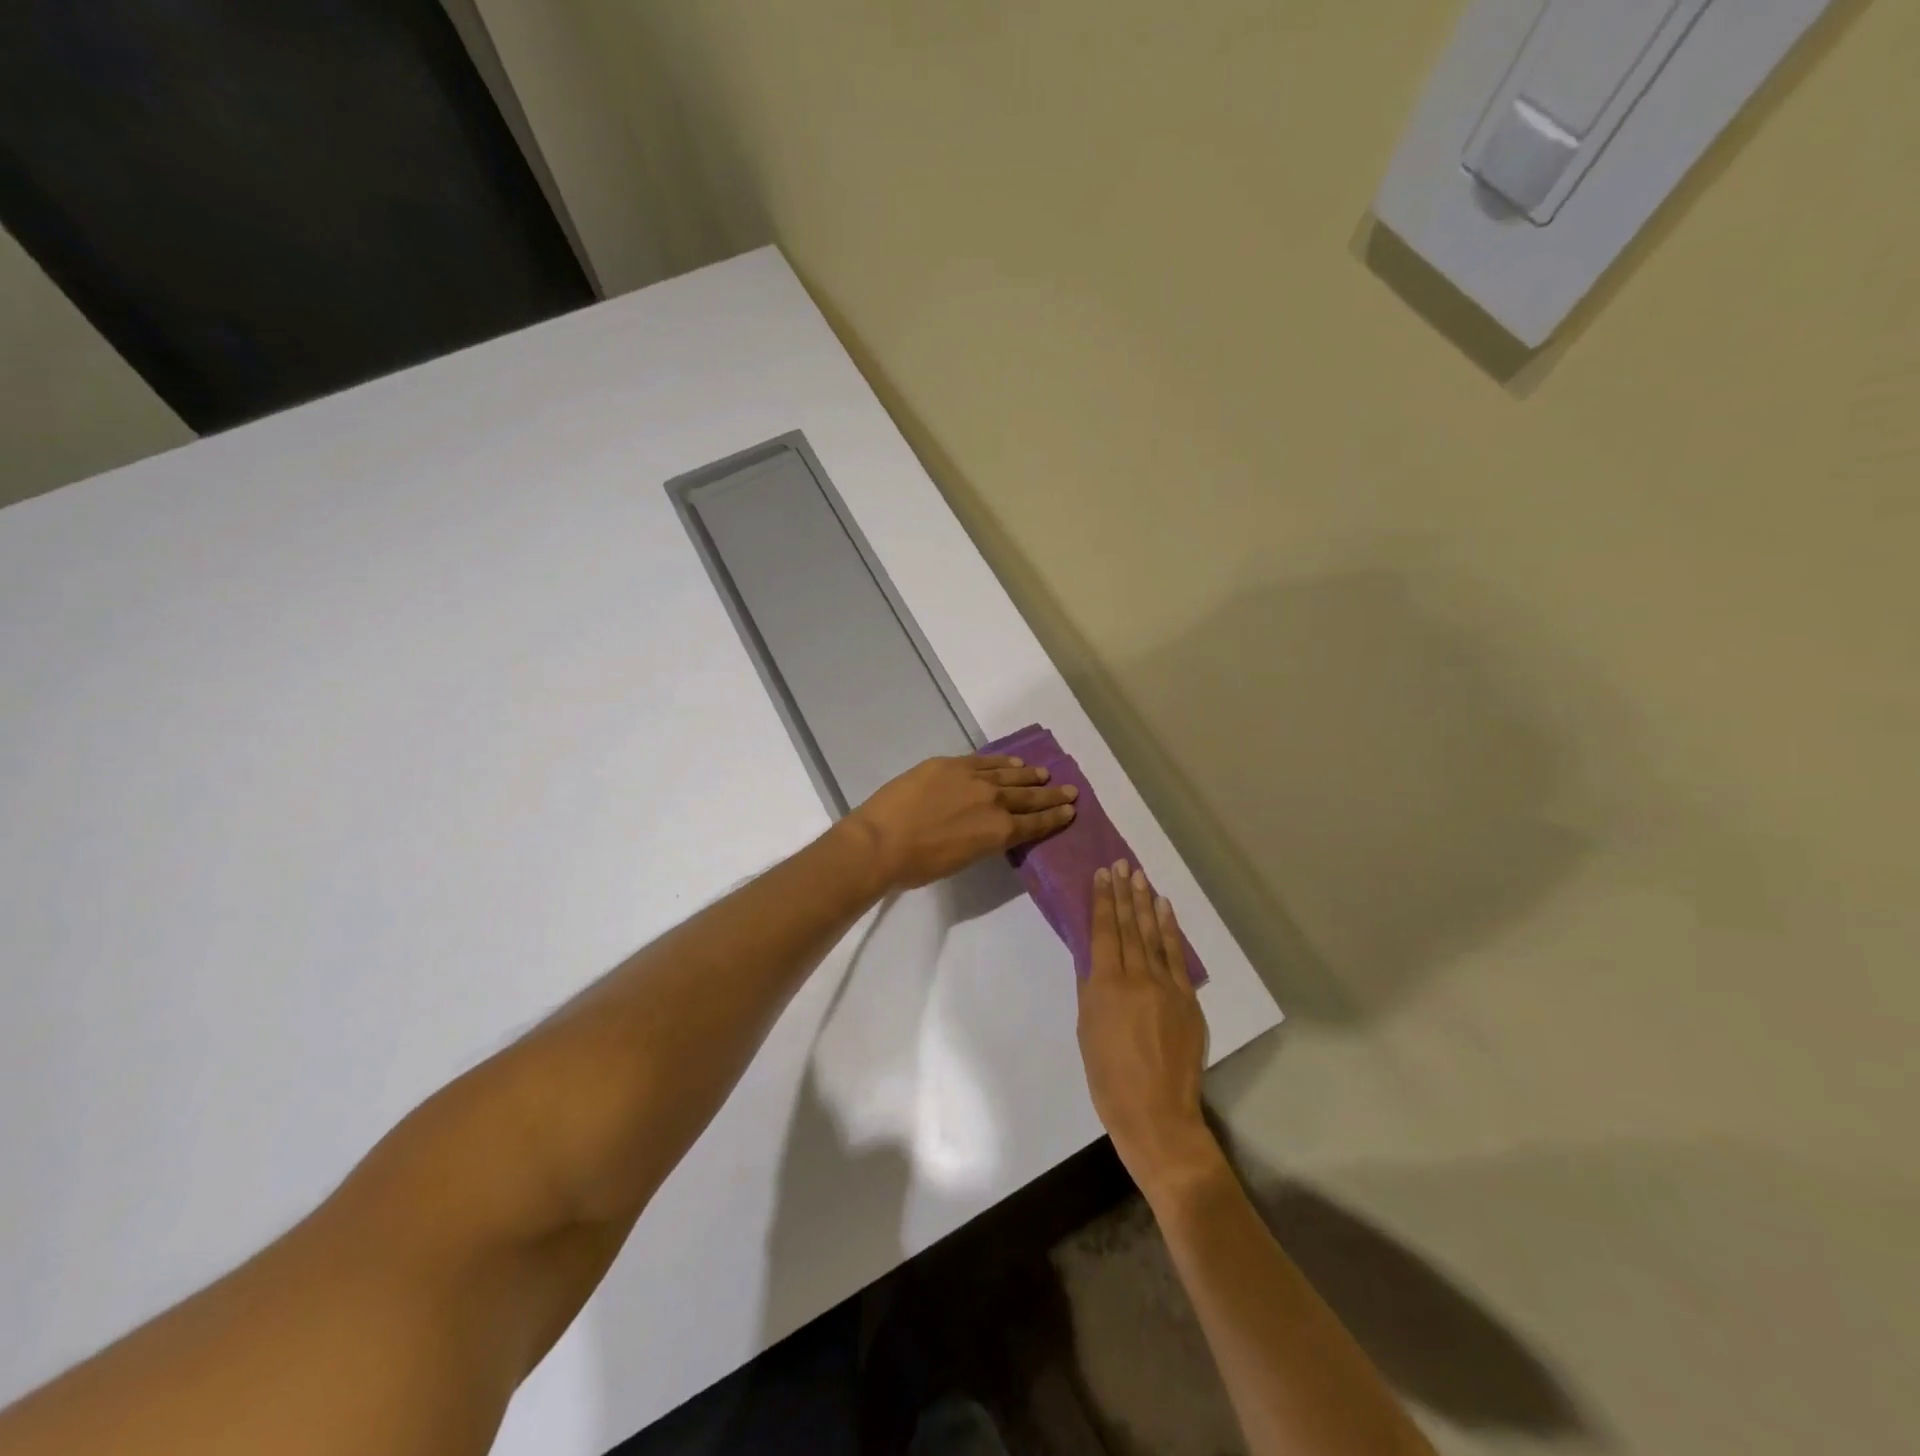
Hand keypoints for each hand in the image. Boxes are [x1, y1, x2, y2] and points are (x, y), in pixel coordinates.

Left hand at [849, 754, 1077, 890]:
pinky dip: (1002, 761)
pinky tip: (1014, 762)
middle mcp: (994, 802)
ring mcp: (973, 779)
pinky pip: (985, 761)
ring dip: (1030, 776)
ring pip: (1010, 775)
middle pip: (1029, 797)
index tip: (1070, 810)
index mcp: (998, 832)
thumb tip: (988, 831)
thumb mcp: (961, 860)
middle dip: (1051, 795)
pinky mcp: (950, 764)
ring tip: (1044, 774)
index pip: (1034, 823)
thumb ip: (981, 842)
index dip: (1054, 818)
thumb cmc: (918, 865)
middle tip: (1070, 790)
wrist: (882, 841)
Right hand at [1078, 861, 1220, 1200]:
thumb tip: (1093, 958)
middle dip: (1124, 893)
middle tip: (1122, 865)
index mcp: (1106, 985)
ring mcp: (1167, 986)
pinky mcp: (1188, 999)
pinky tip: (1165, 911)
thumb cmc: (1108, 1078)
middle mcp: (1138, 977)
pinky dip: (1171, 931)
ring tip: (1141, 878)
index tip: (1102, 875)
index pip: (1104, 931)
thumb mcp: (1086, 1030)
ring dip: (1146, 904)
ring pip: (1154, 935)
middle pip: (1130, 926)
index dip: (1103, 901)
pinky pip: (1177, 957)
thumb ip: (1090, 990)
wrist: (1157, 1114)